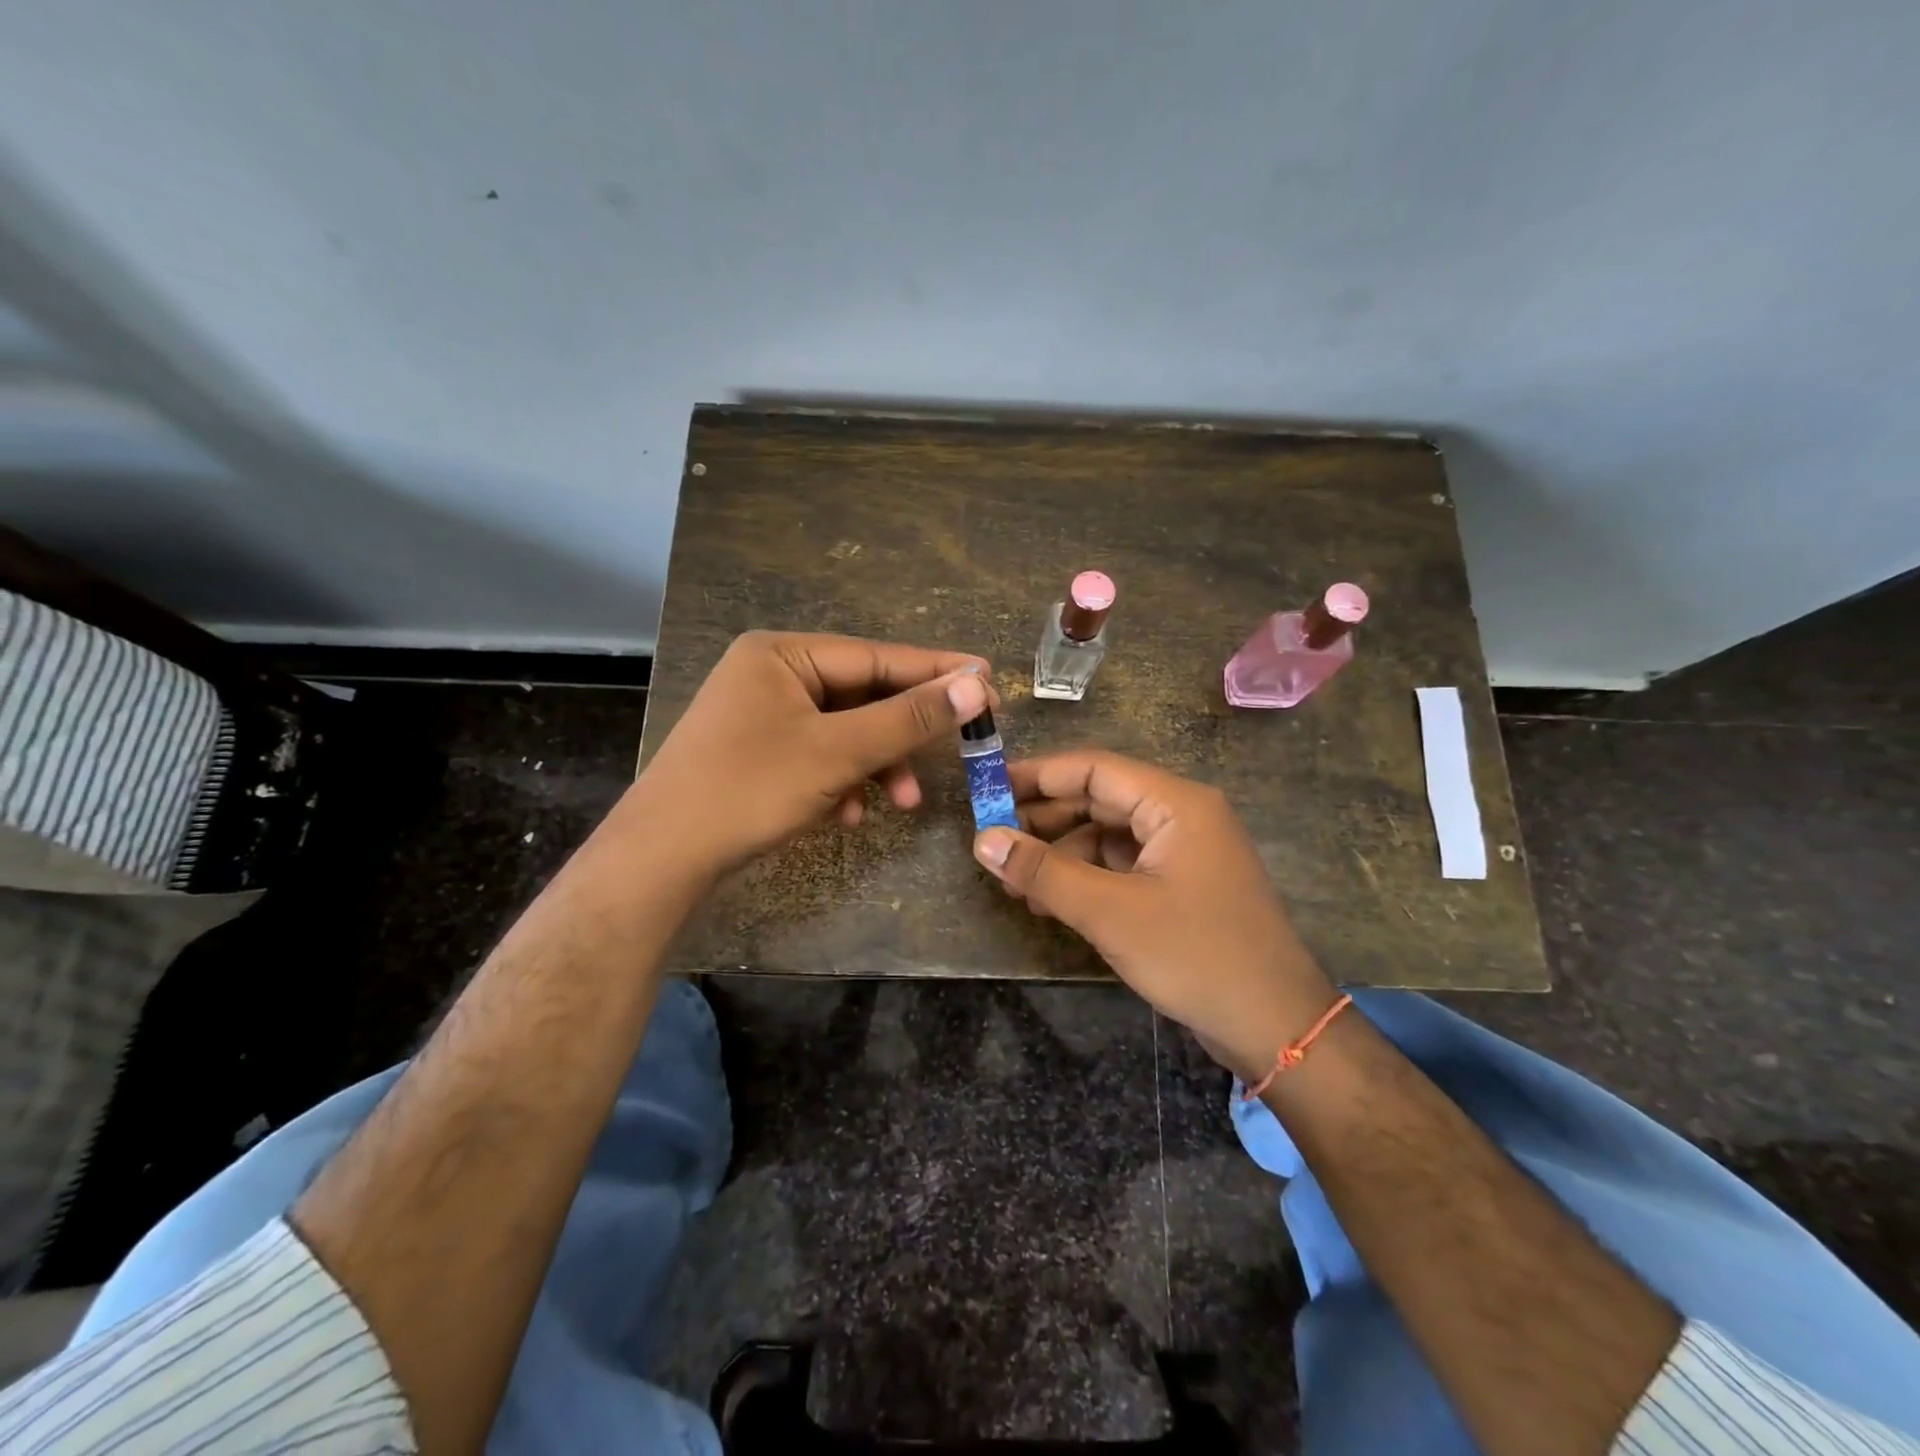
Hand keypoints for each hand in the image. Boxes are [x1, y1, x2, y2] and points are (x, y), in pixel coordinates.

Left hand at [636, 631, 993, 876]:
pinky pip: (818, 757)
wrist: (661, 859)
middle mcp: (771, 674)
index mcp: (782, 653)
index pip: (877, 656)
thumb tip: (977, 684)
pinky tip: (847, 815)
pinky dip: (841, 782)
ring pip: (843, 732)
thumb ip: (909, 717)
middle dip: (902, 735)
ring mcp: (761, 715)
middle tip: (957, 751)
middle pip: (862, 696)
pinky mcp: (758, 754)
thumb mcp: (837, 752)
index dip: (936, 671)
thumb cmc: (748, 790)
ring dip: (875, 766)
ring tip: (902, 804)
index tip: (989, 680)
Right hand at [973, 750, 1337, 1081]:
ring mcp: (1182, 852)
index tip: (987, 789)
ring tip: (1014, 883)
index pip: (1094, 769)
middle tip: (992, 842)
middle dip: (1044, 821)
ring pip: (1106, 836)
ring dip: (1060, 855)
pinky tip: (1049, 902)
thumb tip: (983, 839)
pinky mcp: (1180, 886)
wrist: (1276, 1028)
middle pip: (1099, 800)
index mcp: (1175, 803)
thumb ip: (1044, 871)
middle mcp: (1181, 816)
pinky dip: (1084, 878)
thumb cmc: (1196, 956)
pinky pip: (1121, 866)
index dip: (1038, 775)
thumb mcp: (1111, 912)